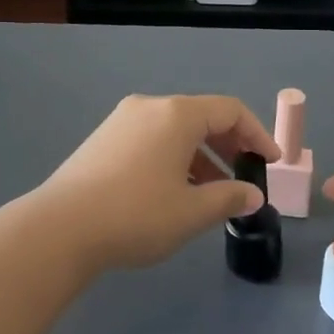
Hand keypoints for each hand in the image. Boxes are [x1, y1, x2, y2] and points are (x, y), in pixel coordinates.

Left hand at [34, 95, 279, 271]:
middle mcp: (149, 107)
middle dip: (229, 145)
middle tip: (245, 176)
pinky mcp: (103, 139)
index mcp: (176, 114)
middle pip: (201, 116)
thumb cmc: (136, 214)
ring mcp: (122, 121)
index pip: (229, 110)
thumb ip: (229, 198)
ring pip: (174, 130)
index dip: (257, 134)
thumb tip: (253, 195)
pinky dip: (174, 157)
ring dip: (201, 156)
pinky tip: (175, 191)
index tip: (271, 163)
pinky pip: (151, 139)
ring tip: (212, 193)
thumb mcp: (191, 212)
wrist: (61, 226)